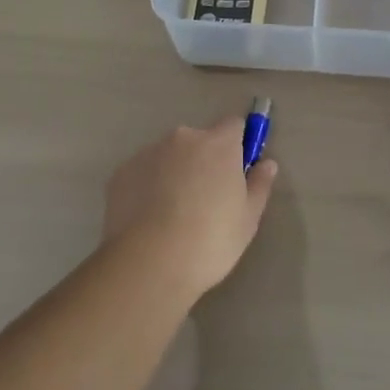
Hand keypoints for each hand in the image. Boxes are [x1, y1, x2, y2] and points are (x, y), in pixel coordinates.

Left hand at [103, 118, 278, 297]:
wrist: (150, 263)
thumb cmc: (210, 240)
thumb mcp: (248, 219)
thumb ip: (259, 185)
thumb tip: (268, 163)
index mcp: (218, 144)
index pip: (234, 125)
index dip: (238, 144)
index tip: (237, 170)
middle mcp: (183, 138)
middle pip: (199, 140)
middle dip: (203, 161)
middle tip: (205, 200)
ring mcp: (149, 152)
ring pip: (169, 156)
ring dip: (174, 173)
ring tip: (172, 215)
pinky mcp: (122, 172)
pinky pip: (143, 173)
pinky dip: (147, 187)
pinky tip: (148, 220)